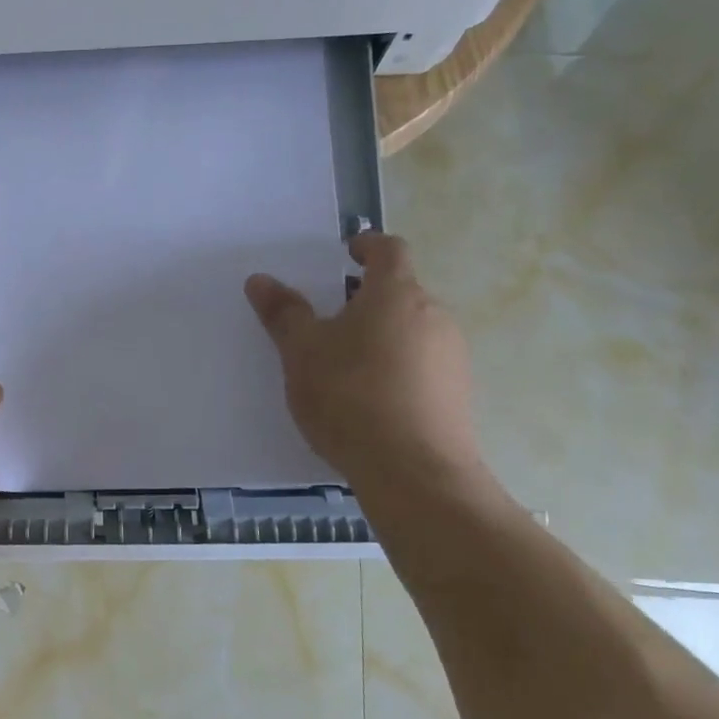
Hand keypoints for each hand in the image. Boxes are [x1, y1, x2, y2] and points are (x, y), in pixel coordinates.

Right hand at [246, 232, 485, 502]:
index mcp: (396, 294)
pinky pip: (422, 364)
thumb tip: (260, 280)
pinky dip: (396, 367)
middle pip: (400, 292)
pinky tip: (370, 400)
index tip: (345, 254)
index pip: (389, 249)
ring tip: (344, 366)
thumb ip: (283, 313)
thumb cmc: (350, 396)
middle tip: (328, 321)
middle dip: (365, 299)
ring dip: (381, 335)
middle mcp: (434, 315)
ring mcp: (452, 356)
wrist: (415, 473)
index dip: (366, 245)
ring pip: (412, 329)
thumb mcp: (302, 353)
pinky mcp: (458, 393)